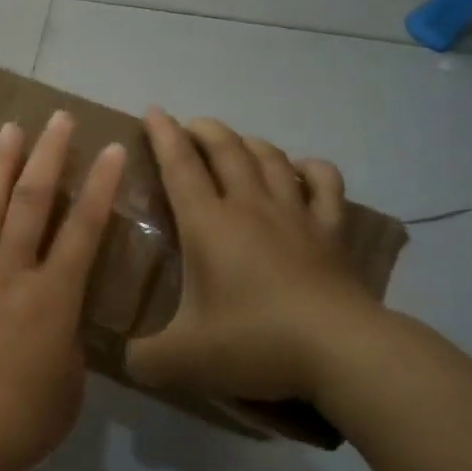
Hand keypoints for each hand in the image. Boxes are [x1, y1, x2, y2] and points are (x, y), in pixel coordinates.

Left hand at [0, 111, 127, 470]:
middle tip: (57, 119)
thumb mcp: (69, 387)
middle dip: (48, 157)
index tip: (111, 150)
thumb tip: (57, 327)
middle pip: (31, 204)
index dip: (100, 188)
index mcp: (53, 298)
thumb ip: (67, 346)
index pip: (83, 231)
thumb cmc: (21, 421)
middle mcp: (10, 275)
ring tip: (9, 131)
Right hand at [126, 109, 385, 410]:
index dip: (163, 135)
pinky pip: (324, 184)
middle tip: (189, 126)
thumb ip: (145, 358)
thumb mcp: (182, 359)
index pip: (180, 166)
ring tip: (236, 143)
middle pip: (226, 150)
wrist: (341, 352)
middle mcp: (250, 207)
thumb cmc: (254, 342)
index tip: (153, 110)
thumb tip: (130, 360)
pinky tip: (302, 170)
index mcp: (208, 224)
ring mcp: (296, 216)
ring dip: (249, 142)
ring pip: (271, 158)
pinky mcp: (331, 233)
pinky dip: (311, 168)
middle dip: (204, 130)